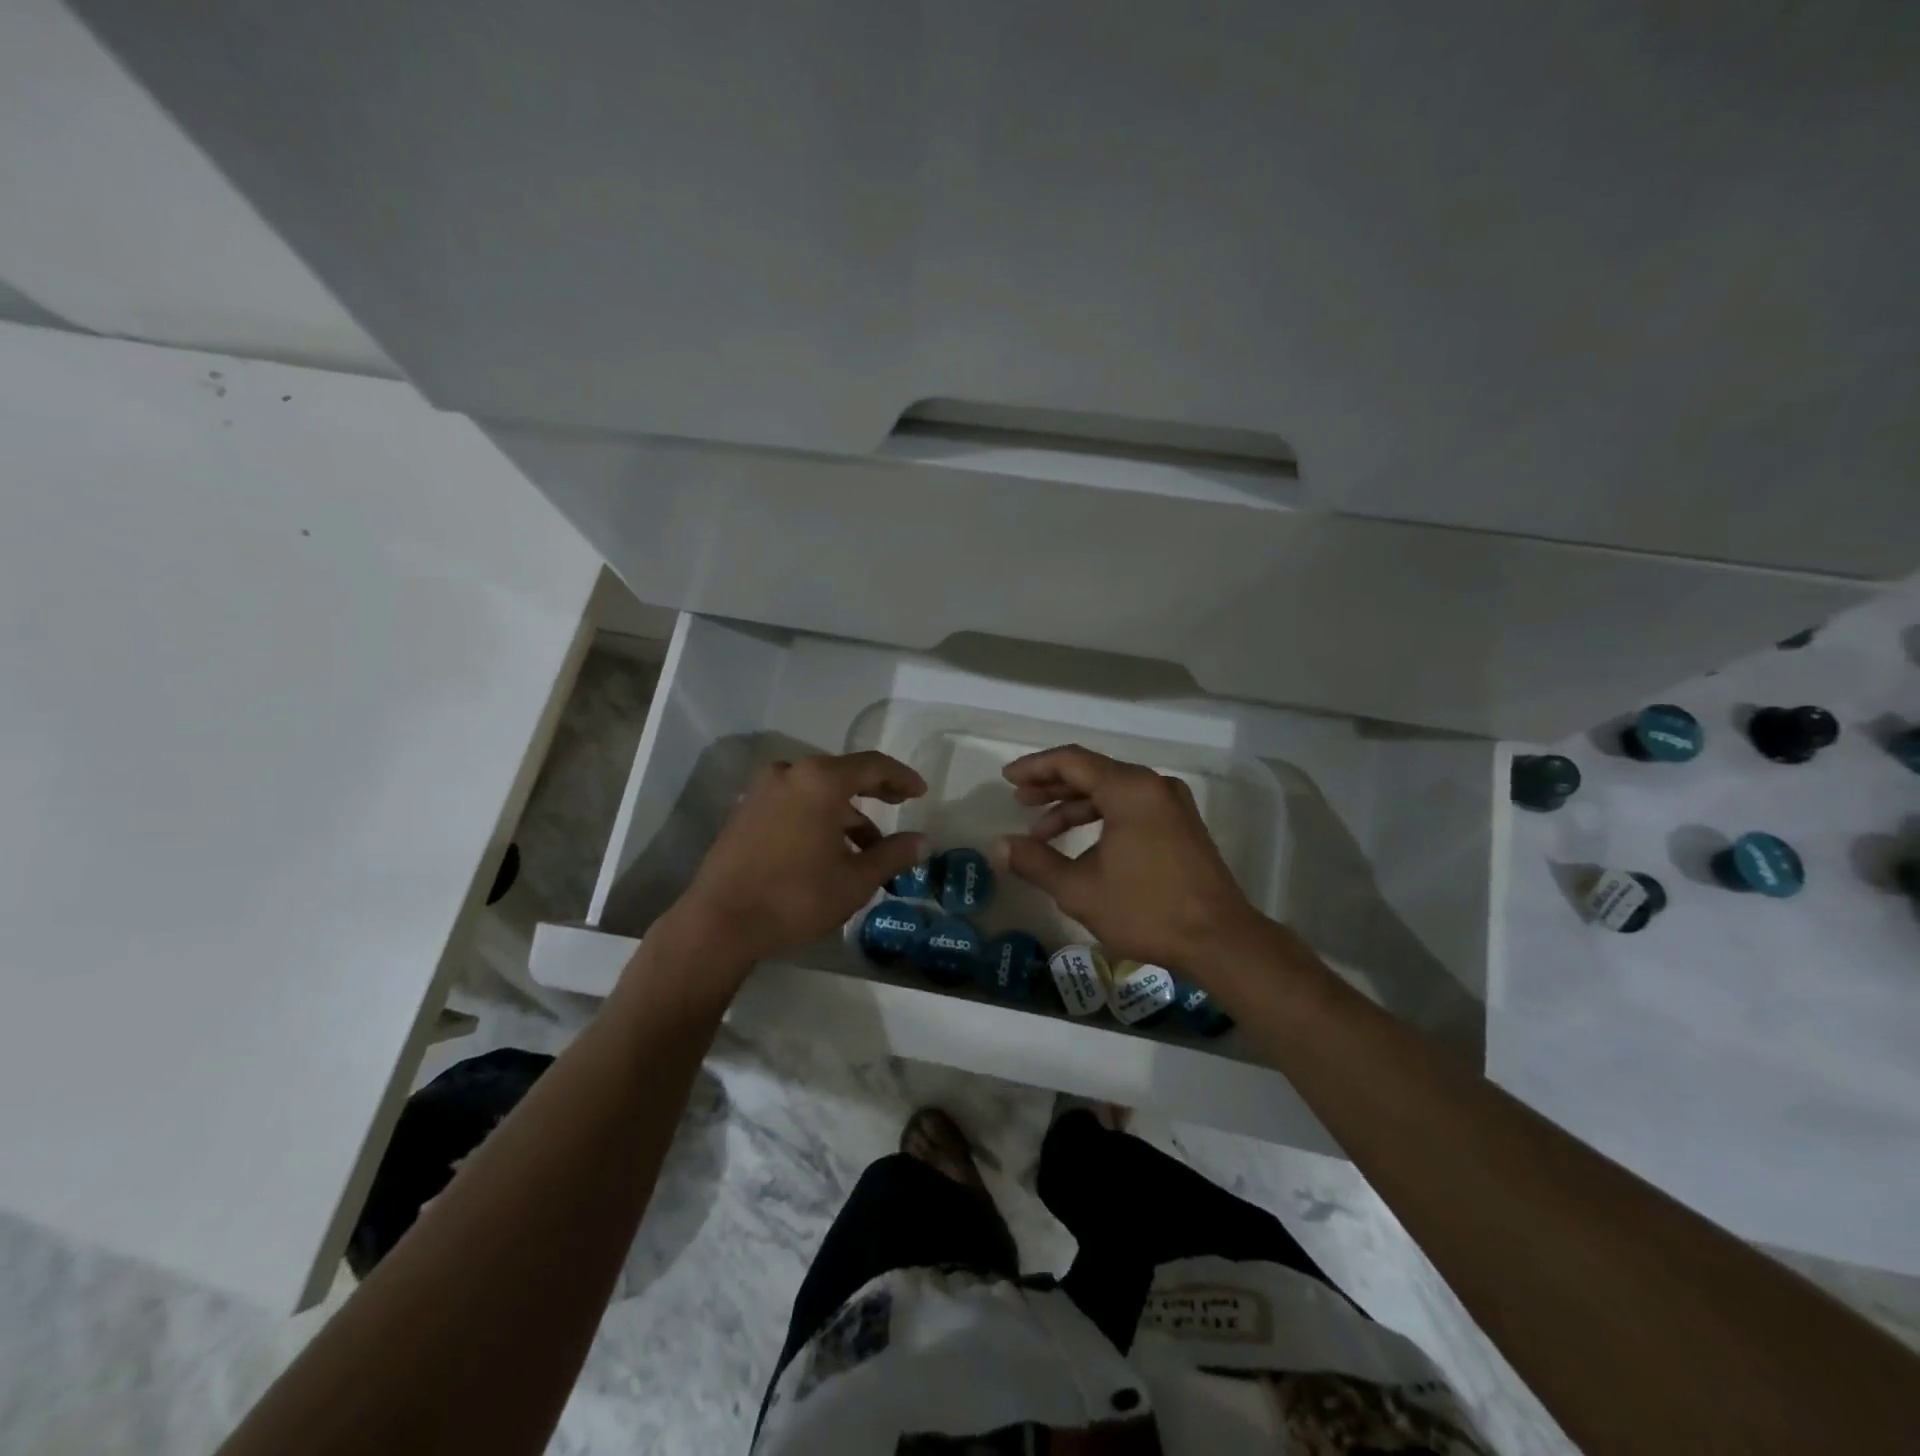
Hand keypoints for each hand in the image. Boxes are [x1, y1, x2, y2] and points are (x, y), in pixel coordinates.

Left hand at [668, 751, 927, 971]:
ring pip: (816, 793)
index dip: (901, 777)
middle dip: (874, 791)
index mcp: (820, 780)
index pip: (872, 766)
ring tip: (868, 849)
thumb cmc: (797, 896)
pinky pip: (793, 805)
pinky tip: (829, 852)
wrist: (720, 923)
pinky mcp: (744, 814)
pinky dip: (817, 819)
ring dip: (845, 814)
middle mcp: (789, 774)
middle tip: (900, 804)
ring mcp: (762, 792)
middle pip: (842, 774)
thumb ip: (893, 854)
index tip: (920, 792)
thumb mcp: (855, 880)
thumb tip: (922, 841)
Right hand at [994, 744, 1259, 974]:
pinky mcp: (1181, 825)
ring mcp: (1171, 804)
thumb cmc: (1146, 910)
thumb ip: (1035, 862)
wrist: (1220, 939)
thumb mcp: (1080, 889)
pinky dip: (1101, 818)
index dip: (1035, 767)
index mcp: (1130, 789)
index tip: (1007, 779)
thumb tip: (998, 846)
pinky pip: (1131, 807)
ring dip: (1075, 807)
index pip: (1072, 761)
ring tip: (1042, 832)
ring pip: (1112, 791)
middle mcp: (1153, 786)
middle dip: (1052, 787)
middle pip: (1092, 772)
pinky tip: (1080, 845)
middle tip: (1019, 802)